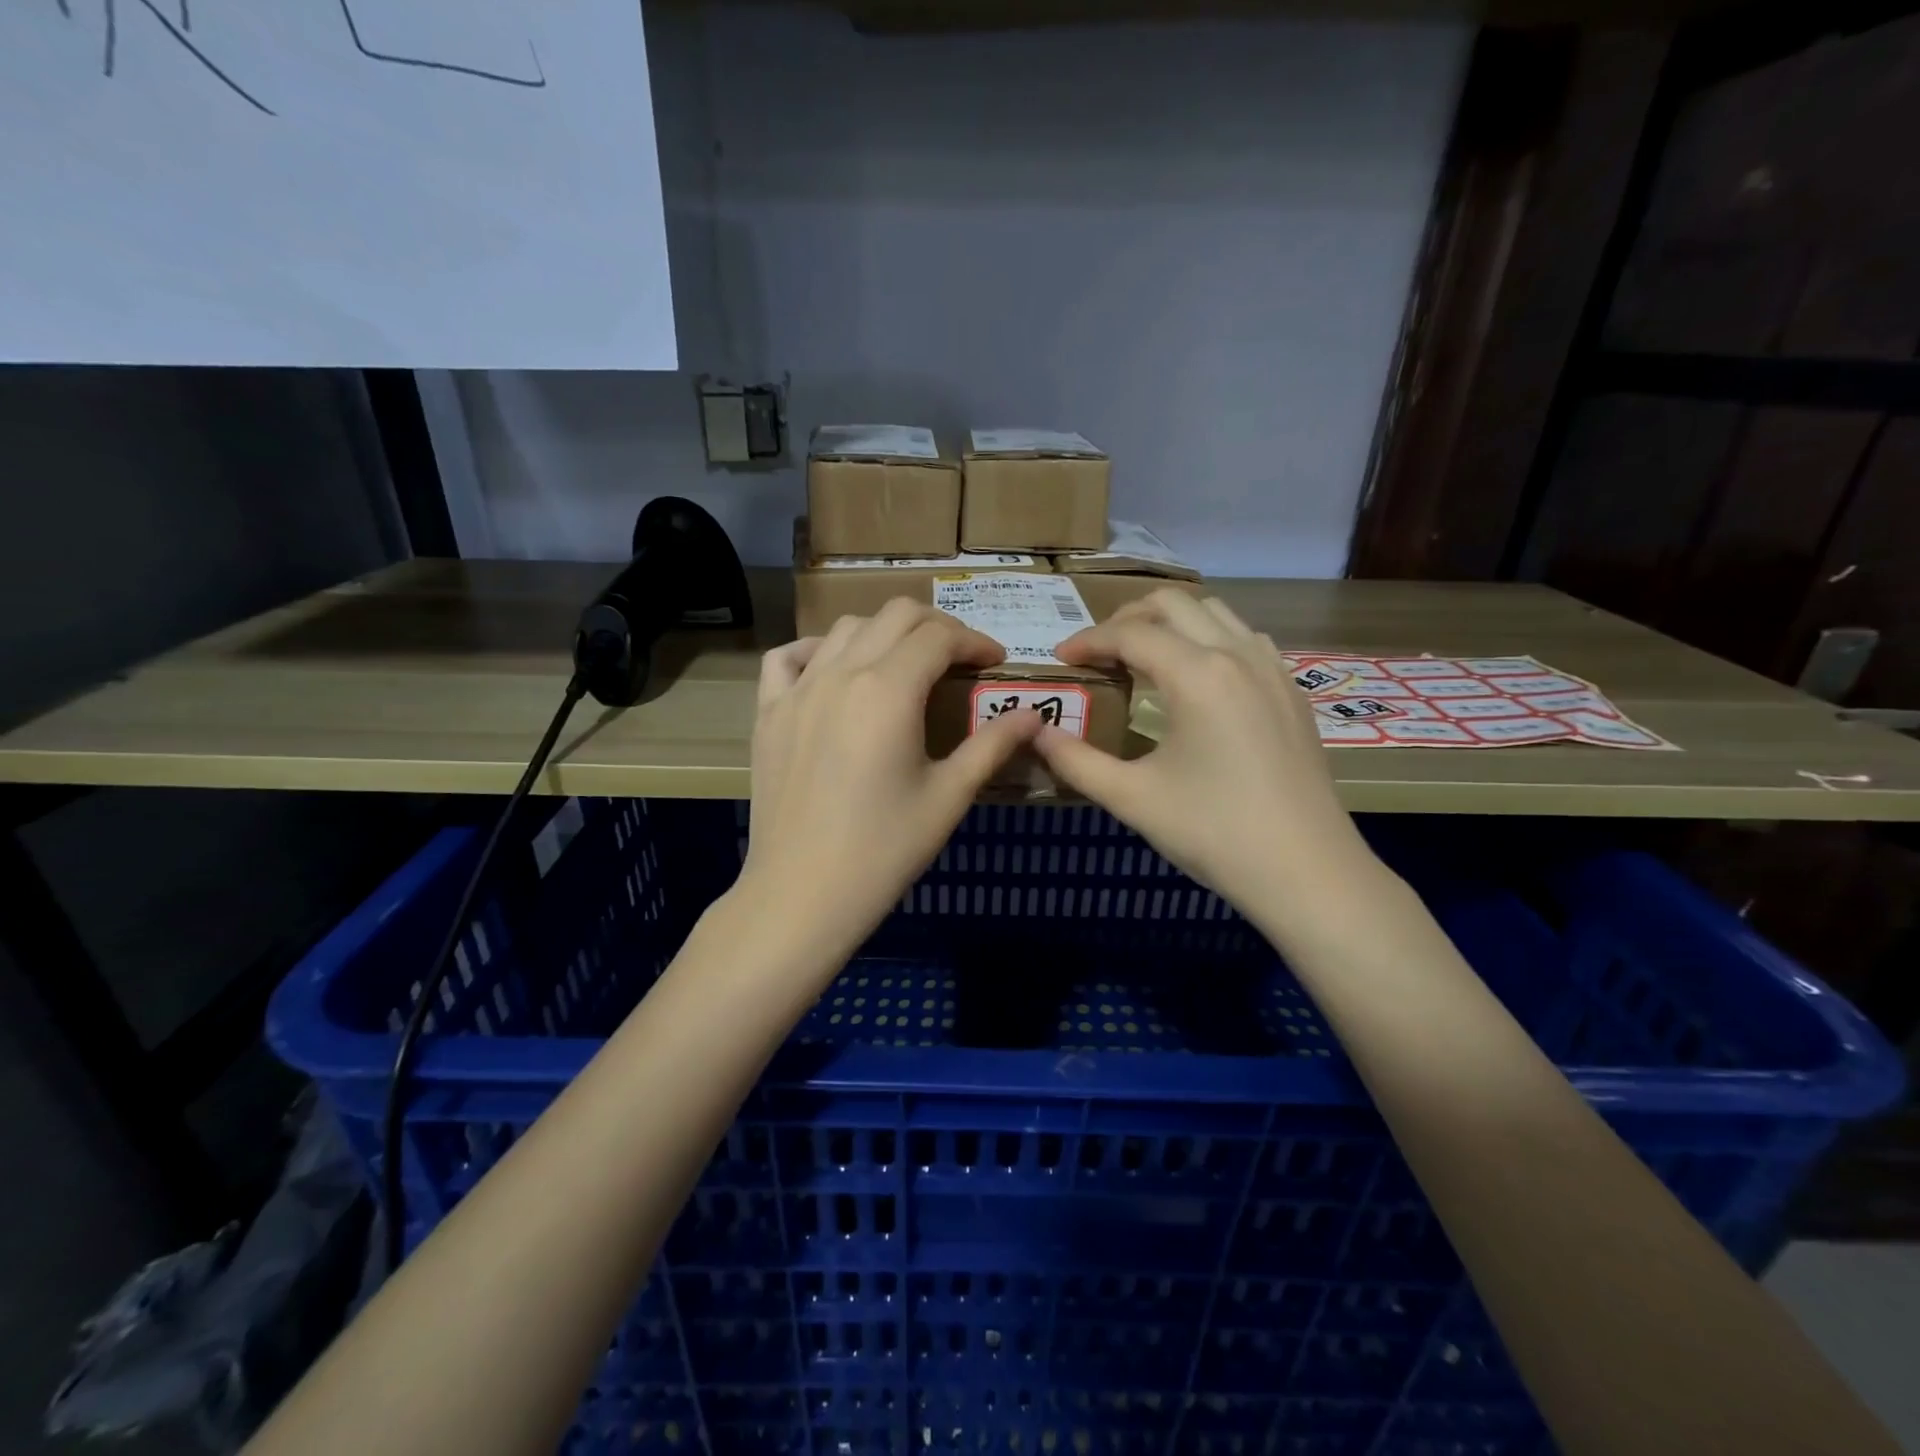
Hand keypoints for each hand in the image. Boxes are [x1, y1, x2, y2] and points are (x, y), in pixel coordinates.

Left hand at [739, 599, 1043, 963]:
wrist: (802, 894)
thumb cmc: (884, 851)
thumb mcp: (948, 797)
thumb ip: (992, 746)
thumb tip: (1033, 715)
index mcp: (888, 691)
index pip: (939, 637)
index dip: (975, 642)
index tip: (995, 664)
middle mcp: (840, 674)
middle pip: (894, 615)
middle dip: (936, 626)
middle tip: (959, 659)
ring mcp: (797, 690)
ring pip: (845, 628)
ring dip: (884, 633)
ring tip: (905, 665)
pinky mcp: (768, 712)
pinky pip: (787, 657)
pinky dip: (817, 650)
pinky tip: (834, 671)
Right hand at [1033, 589, 1380, 918]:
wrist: (1306, 871)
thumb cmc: (1213, 833)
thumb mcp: (1132, 798)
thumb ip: (1075, 761)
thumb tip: (1035, 734)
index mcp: (1197, 675)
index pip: (1130, 634)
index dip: (1088, 640)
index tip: (1061, 659)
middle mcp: (1237, 655)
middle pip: (1173, 603)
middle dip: (1127, 618)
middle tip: (1099, 653)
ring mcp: (1272, 669)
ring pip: (1214, 612)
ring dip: (1171, 622)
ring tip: (1142, 658)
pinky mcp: (1291, 690)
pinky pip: (1244, 638)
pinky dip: (1209, 639)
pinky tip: (1197, 679)